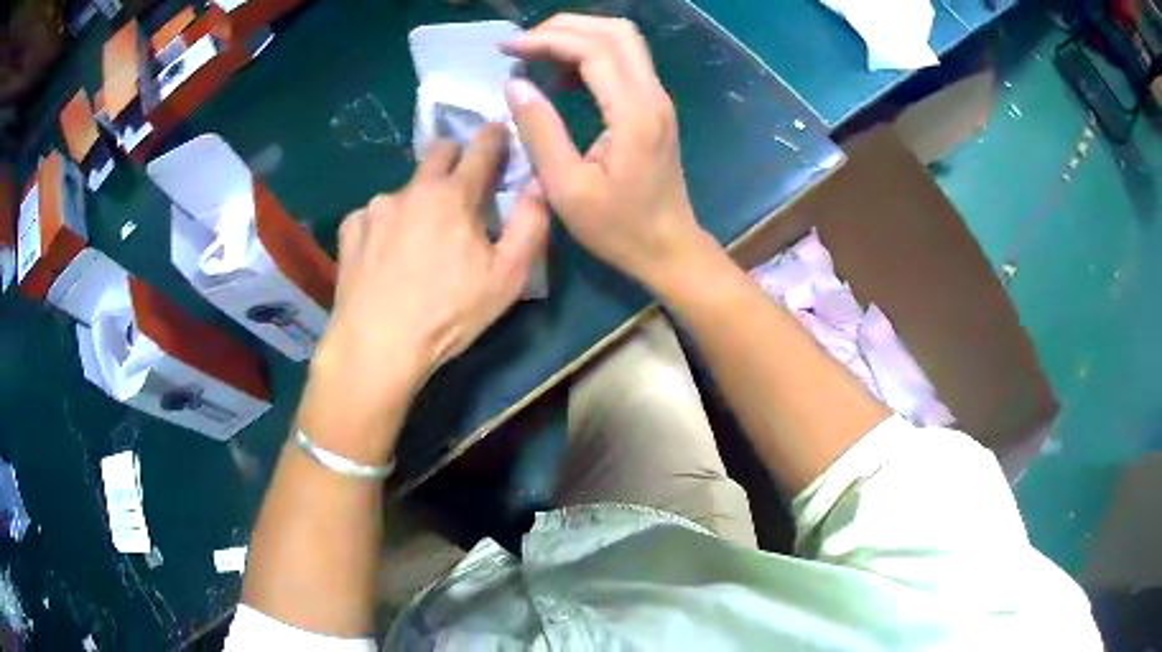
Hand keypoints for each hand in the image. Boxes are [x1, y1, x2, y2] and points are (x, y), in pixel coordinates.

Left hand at [302, 125, 548, 459]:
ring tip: (417, 241)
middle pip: (438, 153)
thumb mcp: (507, 277)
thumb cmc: (449, 313)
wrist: (377, 345)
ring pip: (404, 190)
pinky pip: (373, 215)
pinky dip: (384, 226)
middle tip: (462, 184)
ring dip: (417, 201)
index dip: (495, 136)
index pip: (481, 148)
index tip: (499, 130)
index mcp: (455, 196)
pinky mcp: (350, 229)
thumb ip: (530, 224)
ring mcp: (376, 207)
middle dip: (455, 156)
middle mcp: (413, 190)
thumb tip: (539, 184)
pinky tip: (384, 256)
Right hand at [503, 14, 709, 289]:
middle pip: (615, 32)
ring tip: (536, 53)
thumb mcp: (567, 188)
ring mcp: (658, 99)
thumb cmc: (619, 228)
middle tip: (523, 44)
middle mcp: (653, 95)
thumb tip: (514, 85)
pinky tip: (563, 76)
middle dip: (565, 27)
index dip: (546, 40)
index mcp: (633, 113)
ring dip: (579, 36)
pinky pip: (626, 62)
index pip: (593, 50)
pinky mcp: (655, 108)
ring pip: (623, 42)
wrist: (669, 248)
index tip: (507, 49)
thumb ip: (541, 132)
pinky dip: (592, 55)